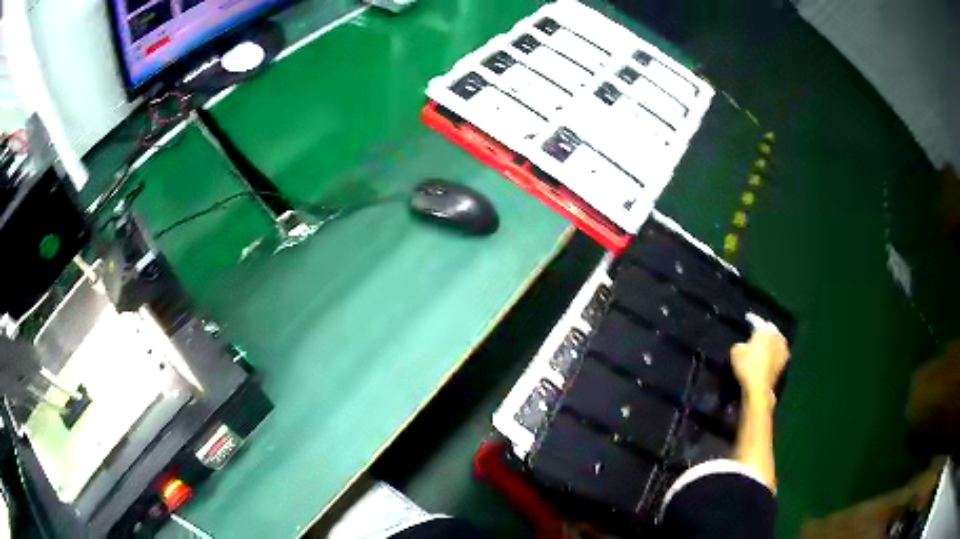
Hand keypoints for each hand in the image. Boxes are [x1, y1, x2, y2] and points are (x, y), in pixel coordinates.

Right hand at [730, 323, 789, 401]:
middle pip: (770, 327)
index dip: (751, 318)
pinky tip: (772, 352)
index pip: (757, 320)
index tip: (747, 317)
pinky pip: (780, 348)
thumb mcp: (735, 352)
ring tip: (766, 341)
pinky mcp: (785, 359)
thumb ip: (740, 343)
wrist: (759, 387)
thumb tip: (745, 345)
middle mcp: (775, 335)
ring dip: (772, 337)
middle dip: (764, 327)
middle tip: (757, 331)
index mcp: (763, 331)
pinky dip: (775, 348)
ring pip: (777, 337)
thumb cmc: (747, 367)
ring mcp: (782, 347)